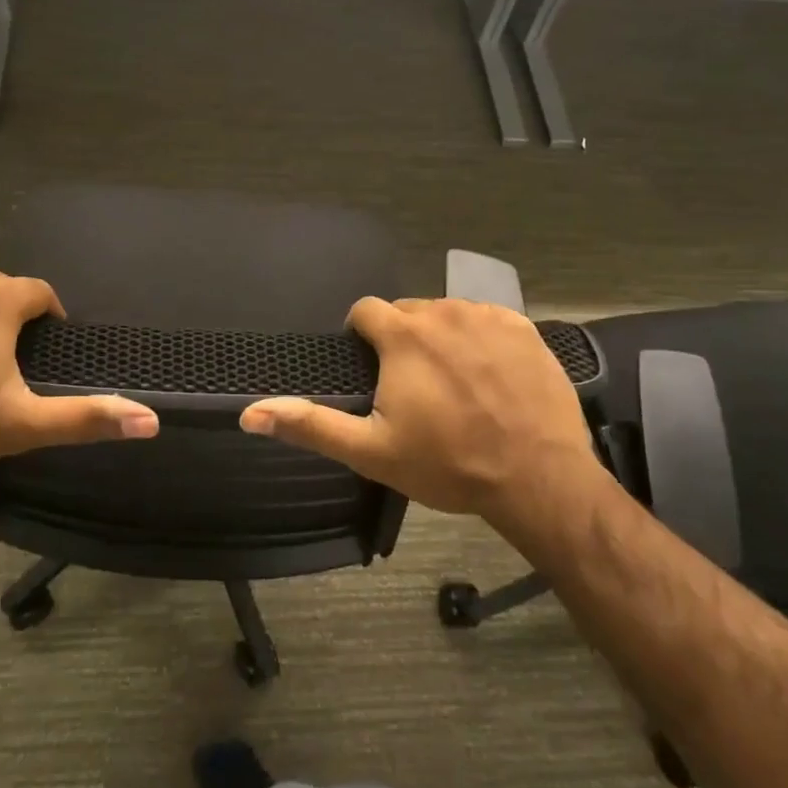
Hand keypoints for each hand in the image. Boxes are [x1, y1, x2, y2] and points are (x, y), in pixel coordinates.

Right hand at [239, 298, 602, 527]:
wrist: (537, 477)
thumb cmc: (448, 464)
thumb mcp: (371, 451)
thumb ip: (310, 425)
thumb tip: (250, 413)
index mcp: (403, 335)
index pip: (366, 310)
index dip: (362, 337)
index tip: (372, 369)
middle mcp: (444, 312)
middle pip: (408, 313)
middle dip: (403, 340)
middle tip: (415, 388)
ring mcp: (488, 316)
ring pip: (449, 315)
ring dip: (443, 340)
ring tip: (456, 386)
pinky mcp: (524, 327)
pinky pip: (488, 321)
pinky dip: (482, 341)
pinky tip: (492, 378)